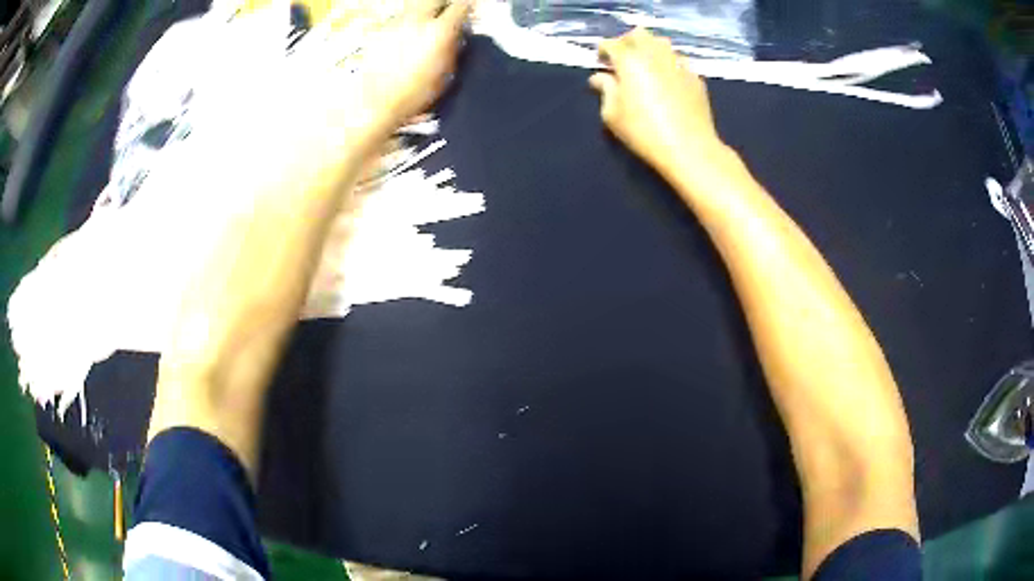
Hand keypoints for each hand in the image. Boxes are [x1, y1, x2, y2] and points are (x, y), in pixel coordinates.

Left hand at [355, 0, 470, 130]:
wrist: (377, 103)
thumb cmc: (414, 94)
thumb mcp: (446, 73)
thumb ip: (453, 47)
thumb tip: (457, 33)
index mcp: (440, 30)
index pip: (461, 6)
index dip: (469, 7)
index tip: (471, 10)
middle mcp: (417, 20)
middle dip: (444, 3)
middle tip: (448, 10)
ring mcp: (396, 24)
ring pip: (415, 6)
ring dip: (424, 12)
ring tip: (426, 24)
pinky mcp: (380, 32)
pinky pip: (399, 19)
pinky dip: (406, 24)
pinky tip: (406, 37)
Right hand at [589, 29, 723, 177]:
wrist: (689, 148)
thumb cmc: (644, 132)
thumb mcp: (612, 115)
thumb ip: (605, 90)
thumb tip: (600, 78)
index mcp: (630, 60)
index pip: (611, 44)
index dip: (603, 51)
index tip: (600, 62)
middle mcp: (655, 55)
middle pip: (639, 34)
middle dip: (627, 42)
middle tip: (623, 60)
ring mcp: (678, 63)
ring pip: (662, 43)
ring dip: (650, 49)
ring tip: (646, 66)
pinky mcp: (695, 76)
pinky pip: (679, 61)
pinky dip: (669, 64)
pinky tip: (668, 80)